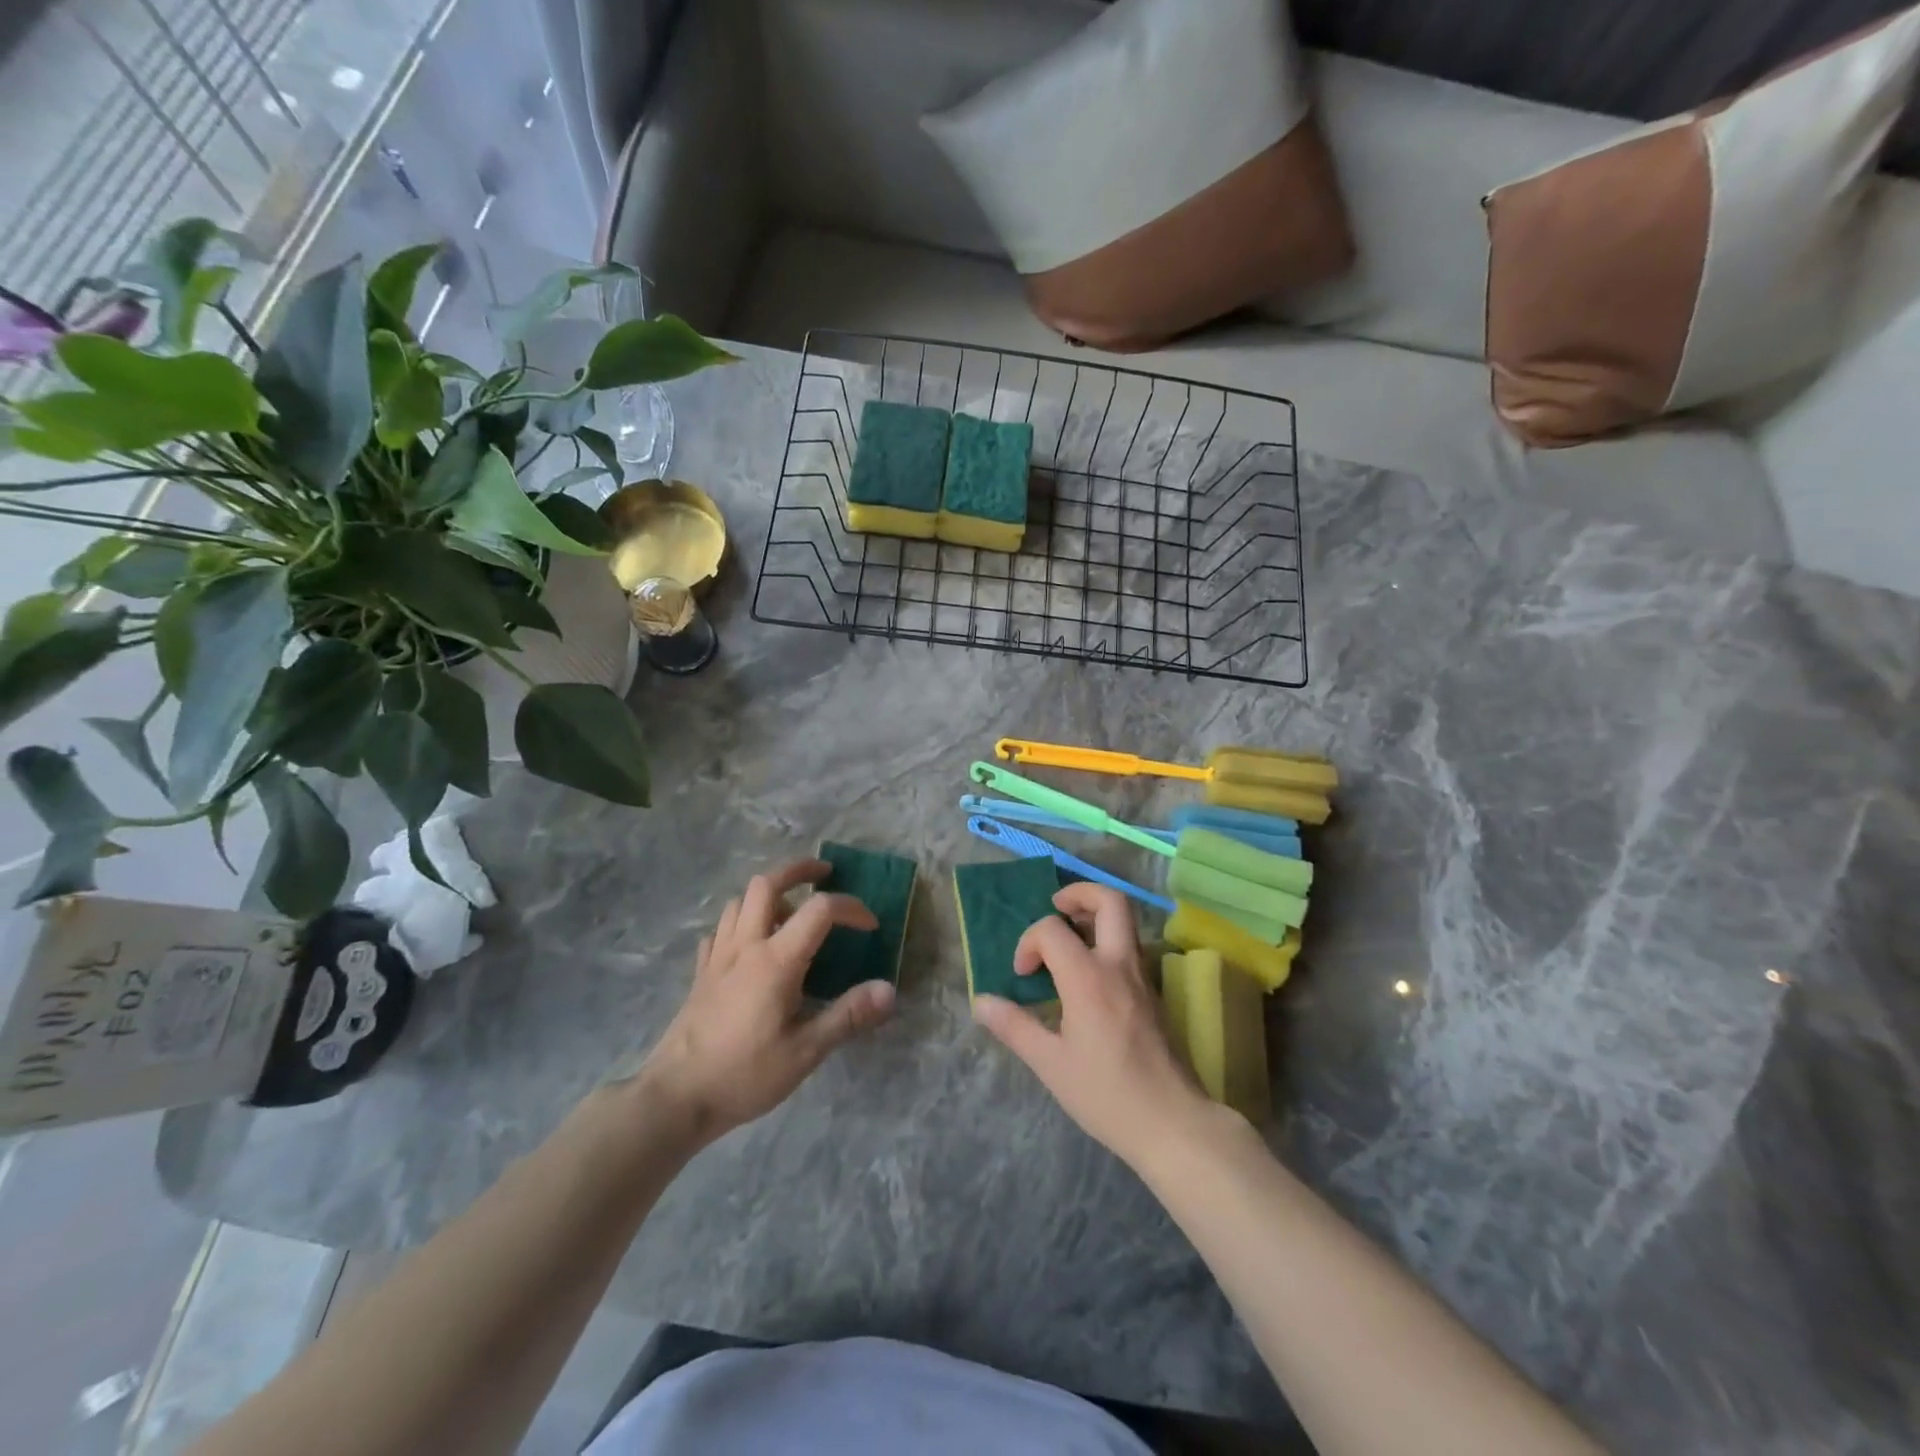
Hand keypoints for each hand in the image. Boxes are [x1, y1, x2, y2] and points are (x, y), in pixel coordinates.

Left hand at [640, 858, 895, 1144]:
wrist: (676, 1097)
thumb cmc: (745, 1074)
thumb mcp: (806, 1051)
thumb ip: (848, 1016)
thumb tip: (889, 990)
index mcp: (776, 960)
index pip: (820, 910)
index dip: (851, 908)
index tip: (870, 926)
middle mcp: (746, 946)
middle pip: (767, 883)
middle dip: (799, 870)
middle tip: (824, 874)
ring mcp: (718, 956)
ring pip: (740, 901)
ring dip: (769, 893)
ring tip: (791, 910)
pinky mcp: (701, 973)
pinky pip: (721, 929)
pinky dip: (741, 922)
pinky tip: (751, 943)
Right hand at [971, 883, 1207, 1168]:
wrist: (1171, 1122)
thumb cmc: (1106, 1094)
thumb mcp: (1050, 1064)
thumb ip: (1014, 1026)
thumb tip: (982, 1002)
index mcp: (1088, 977)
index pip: (1052, 930)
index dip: (1028, 943)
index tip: (1022, 975)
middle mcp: (1119, 964)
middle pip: (1110, 900)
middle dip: (1078, 894)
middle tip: (1055, 909)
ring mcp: (1142, 975)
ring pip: (1125, 920)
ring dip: (1095, 914)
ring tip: (1068, 936)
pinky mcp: (1153, 991)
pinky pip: (1130, 946)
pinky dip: (1107, 940)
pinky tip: (1088, 972)